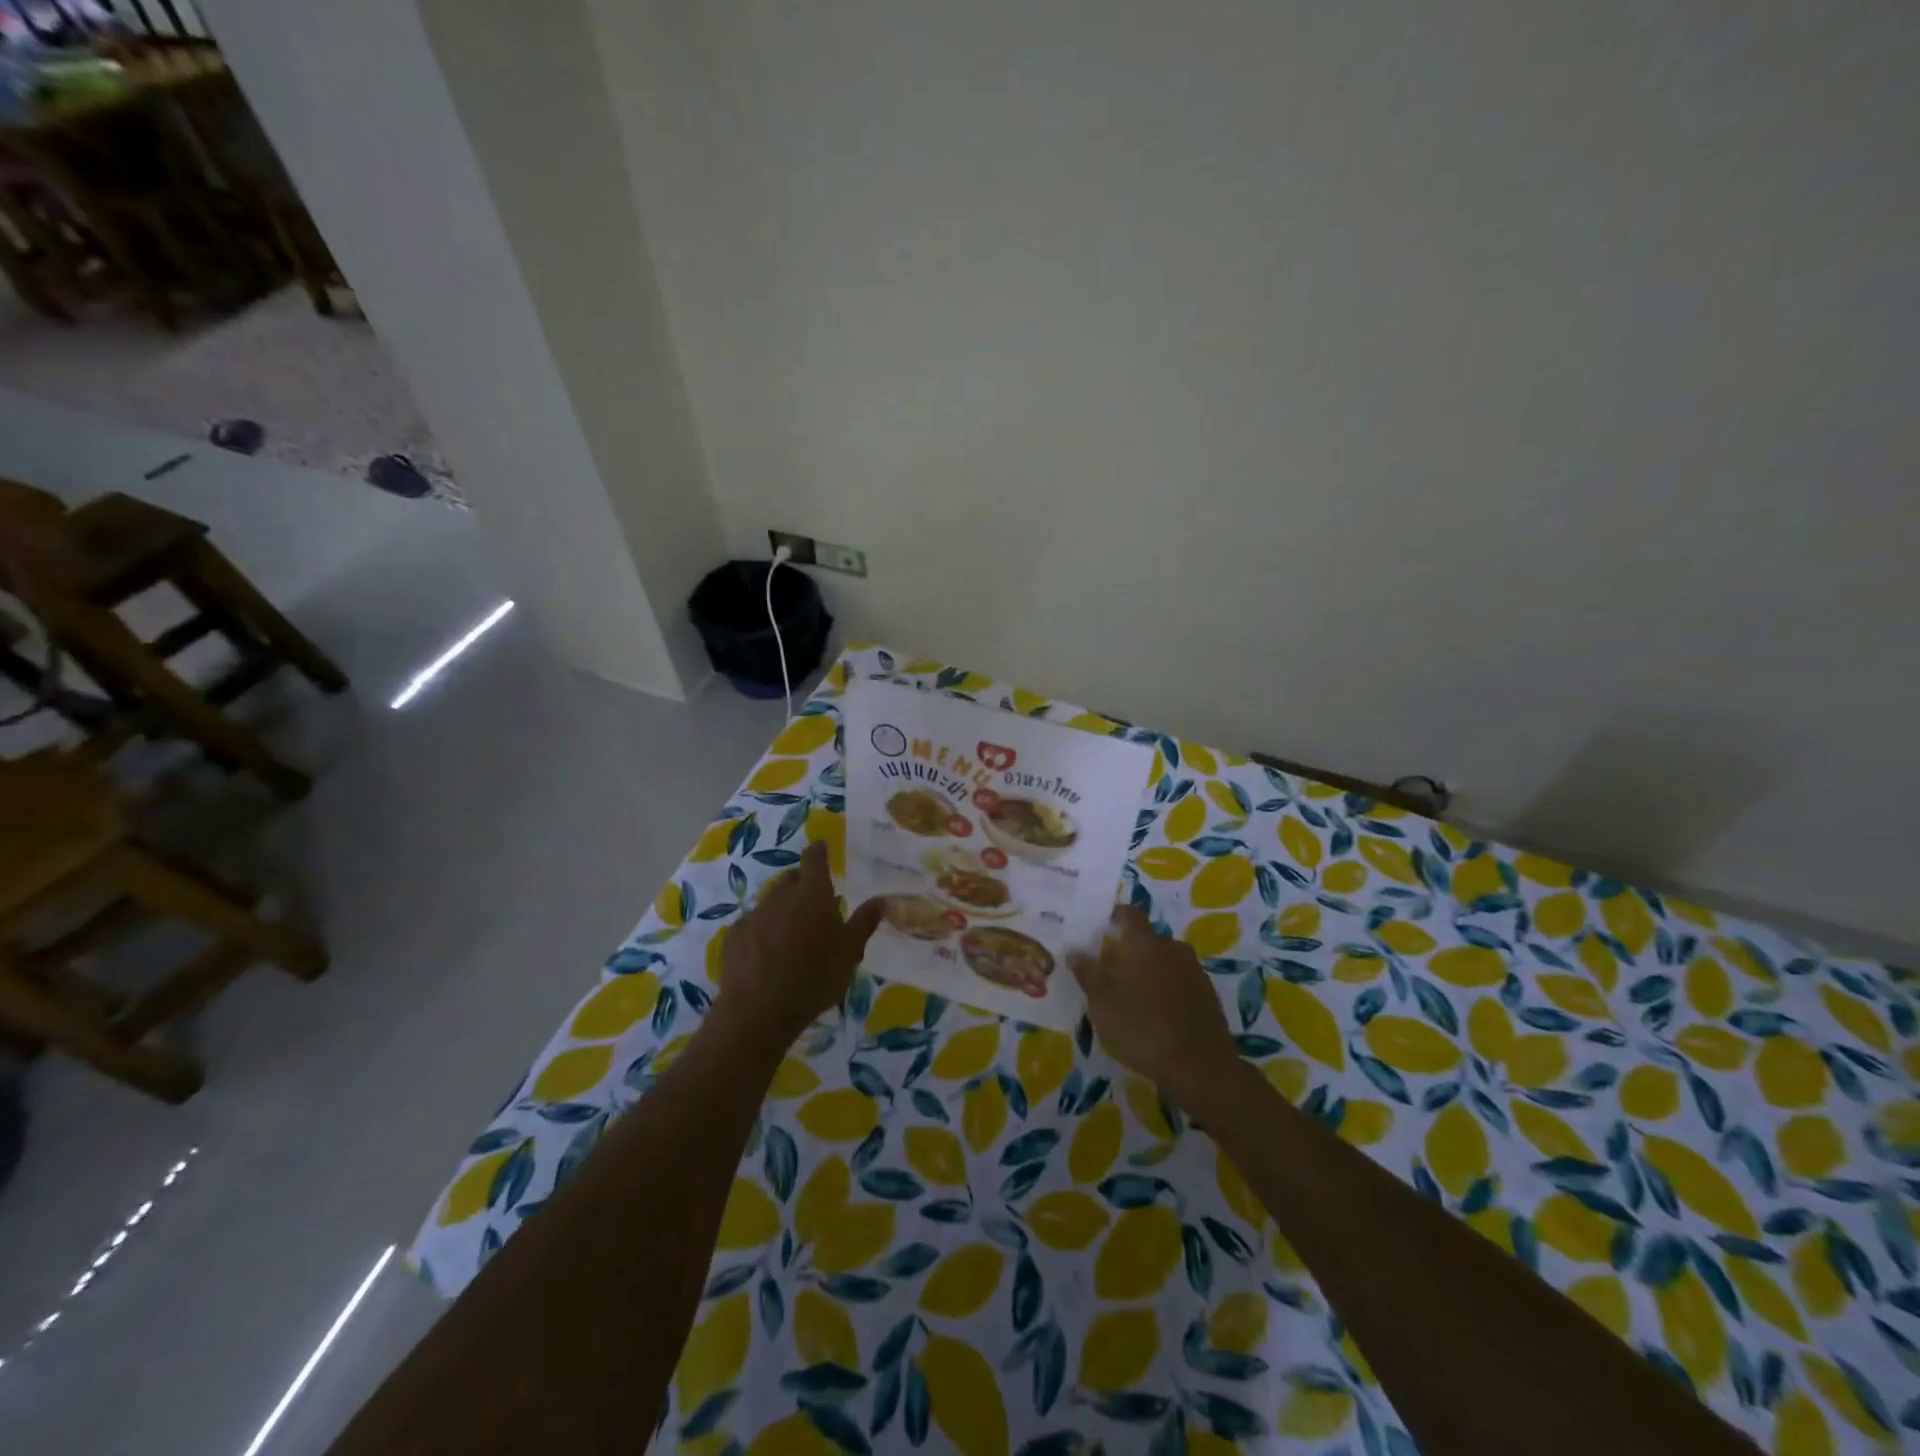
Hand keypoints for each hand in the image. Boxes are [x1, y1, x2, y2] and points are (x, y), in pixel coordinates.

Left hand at [718, 842, 884, 1045]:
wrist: (759, 1010)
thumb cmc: (814, 978)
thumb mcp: (850, 953)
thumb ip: (864, 923)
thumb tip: (881, 900)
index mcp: (812, 894)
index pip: (814, 859)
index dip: (819, 851)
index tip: (822, 848)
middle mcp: (781, 896)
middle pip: (791, 879)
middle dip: (802, 884)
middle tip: (815, 905)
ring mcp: (754, 914)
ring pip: (771, 902)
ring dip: (783, 909)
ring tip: (792, 934)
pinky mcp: (734, 936)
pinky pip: (753, 924)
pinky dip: (763, 930)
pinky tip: (768, 953)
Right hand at [1068, 905, 1240, 1108]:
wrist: (1199, 1066)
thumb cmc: (1140, 1027)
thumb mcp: (1101, 1002)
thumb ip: (1087, 972)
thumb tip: (1075, 949)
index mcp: (1143, 942)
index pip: (1129, 913)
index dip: (1115, 917)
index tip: (1102, 930)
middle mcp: (1171, 947)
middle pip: (1146, 940)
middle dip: (1129, 952)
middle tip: (1111, 975)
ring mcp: (1193, 970)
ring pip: (1164, 961)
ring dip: (1149, 972)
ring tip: (1134, 999)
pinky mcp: (1208, 994)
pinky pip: (1180, 981)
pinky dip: (1167, 990)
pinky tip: (1158, 1015)